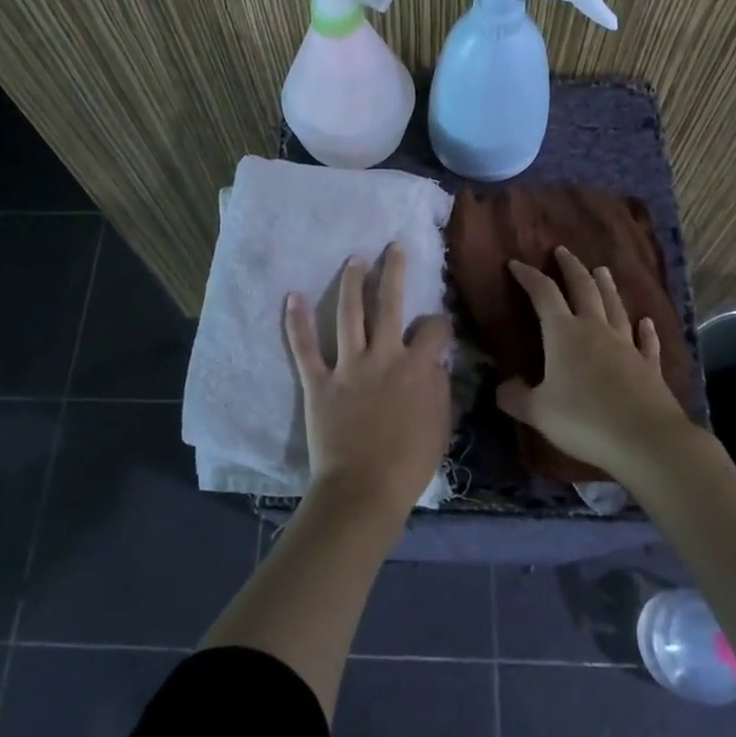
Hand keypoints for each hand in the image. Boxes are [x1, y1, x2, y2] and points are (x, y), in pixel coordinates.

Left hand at [286, 243, 454, 524]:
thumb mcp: (441, 425)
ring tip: (354, 259)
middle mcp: (383, 356)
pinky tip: (294, 296)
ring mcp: (348, 366)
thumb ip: (440, 387)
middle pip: (389, 304)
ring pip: (349, 314)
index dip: (439, 324)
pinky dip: (297, 322)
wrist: (364, 489)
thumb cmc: (409, 463)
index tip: (438, 327)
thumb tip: (436, 362)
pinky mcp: (318, 382)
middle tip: (393, 247)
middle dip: (393, 271)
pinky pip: (305, 348)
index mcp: (417, 367)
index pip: (433, 329)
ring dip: (351, 283)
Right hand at [496, 246, 694, 481]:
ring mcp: (626, 346)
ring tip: (601, 270)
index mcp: (564, 333)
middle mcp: (595, 330)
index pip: (543, 294)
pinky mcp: (649, 366)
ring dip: (606, 287)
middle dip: (571, 268)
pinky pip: (646, 342)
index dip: (529, 277)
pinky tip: (646, 322)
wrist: (646, 440)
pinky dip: (645, 330)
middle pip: (583, 289)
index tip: (515, 264)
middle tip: (563, 251)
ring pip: (615, 307)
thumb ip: (515, 398)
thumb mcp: (538, 412)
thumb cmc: (584, 420)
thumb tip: (501, 387)